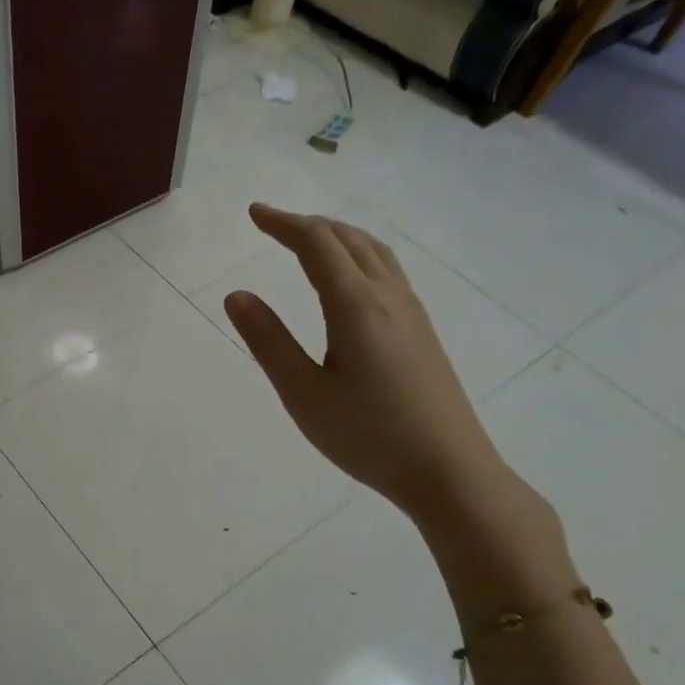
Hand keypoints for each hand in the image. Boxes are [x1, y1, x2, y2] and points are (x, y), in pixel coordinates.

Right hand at [223, 205, 513, 524]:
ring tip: (308, 240)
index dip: (283, 223)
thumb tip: (236, 294)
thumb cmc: (367, 435)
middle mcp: (387, 296)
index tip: (253, 214)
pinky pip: (387, 270)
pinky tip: (350, 279)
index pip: (316, 244)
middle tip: (272, 225)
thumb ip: (268, 341)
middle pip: (348, 238)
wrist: (448, 470)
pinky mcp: (422, 330)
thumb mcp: (303, 393)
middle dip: (307, 224)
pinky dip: (358, 254)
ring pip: (373, 251)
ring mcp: (411, 312)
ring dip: (337, 236)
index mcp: (355, 305)